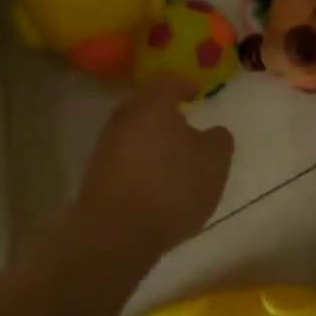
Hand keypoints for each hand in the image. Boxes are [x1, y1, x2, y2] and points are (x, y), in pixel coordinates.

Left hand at [76, 77, 233, 258]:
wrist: (115, 233)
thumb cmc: (171, 186)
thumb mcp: (214, 162)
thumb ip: (219, 140)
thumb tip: (214, 132)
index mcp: (153, 103)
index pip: (169, 83)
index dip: (184, 86)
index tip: (196, 93)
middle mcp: (125, 117)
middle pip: (147, 106)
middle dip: (165, 114)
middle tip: (185, 125)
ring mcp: (106, 146)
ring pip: (134, 133)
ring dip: (152, 141)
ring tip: (173, 159)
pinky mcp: (96, 175)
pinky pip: (125, 159)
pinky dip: (140, 164)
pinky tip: (154, 183)